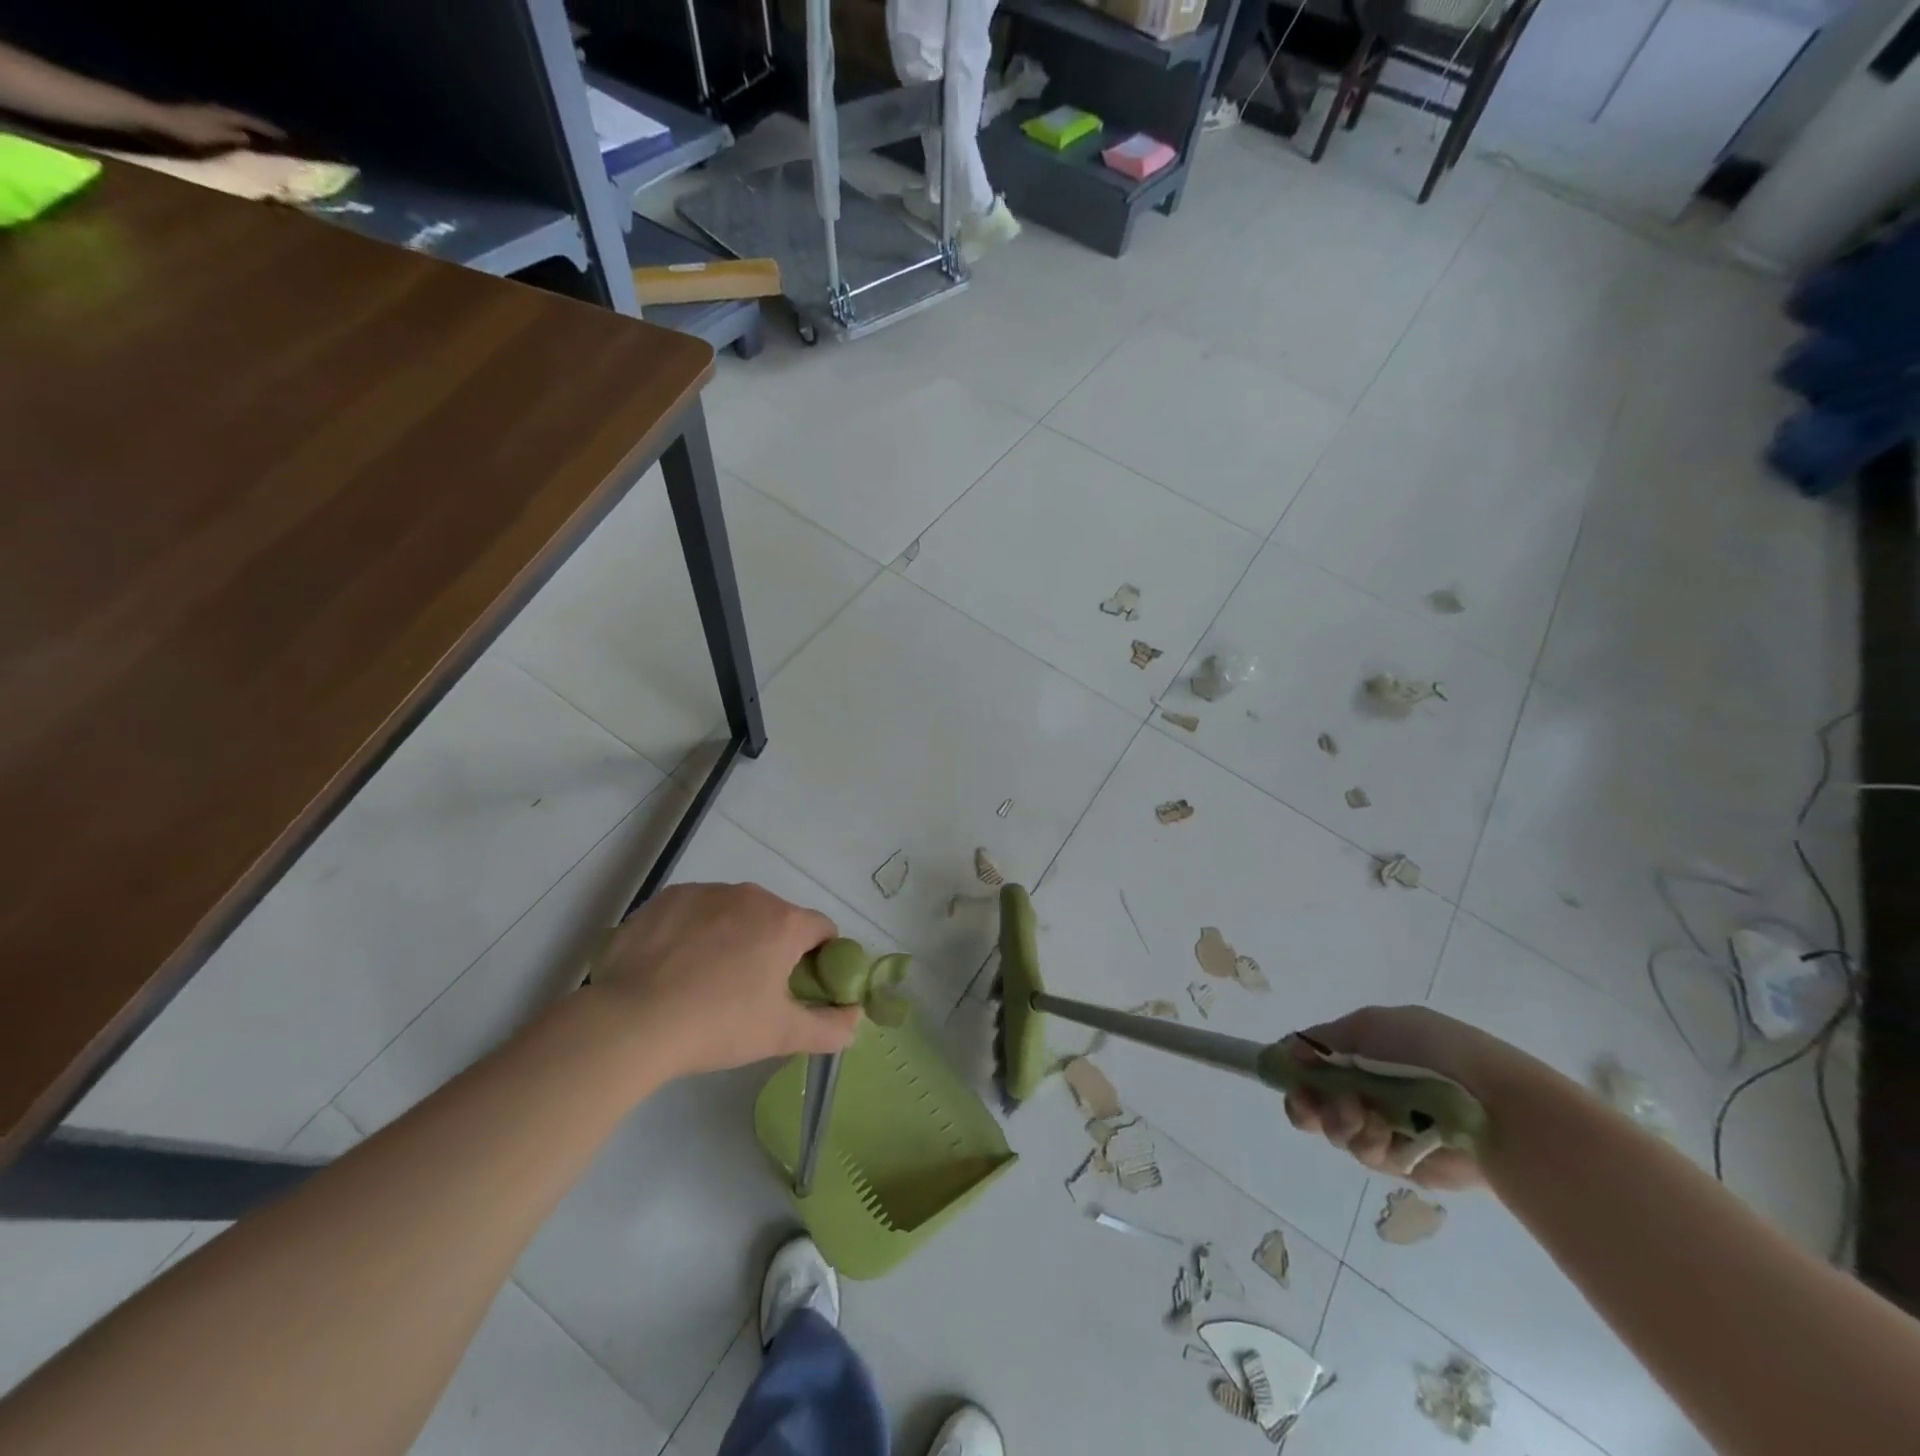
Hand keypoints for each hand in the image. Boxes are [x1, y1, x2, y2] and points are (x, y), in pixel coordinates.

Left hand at [143, 102, 284, 149]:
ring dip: (249, 128)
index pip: (253, 123)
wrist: (153, 121)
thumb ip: (234, 137)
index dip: (270, 130)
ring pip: (235, 120)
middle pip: (245, 119)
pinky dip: (238, 129)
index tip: (287, 137)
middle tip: (279, 137)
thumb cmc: (187, 132)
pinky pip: (227, 124)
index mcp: (225, 116)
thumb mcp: (215, 138)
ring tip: (263, 137)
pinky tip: (241, 135)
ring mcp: (207, 114)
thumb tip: (250, 139)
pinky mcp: (200, 119)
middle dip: (261, 128)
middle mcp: (218, 111)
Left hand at [588, 882, 860, 1078]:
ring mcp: (707, 892)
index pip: (823, 929)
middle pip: (778, 918)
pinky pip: (697, 909)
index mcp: (785, 923)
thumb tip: (856, 1019)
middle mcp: (752, 895)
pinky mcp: (668, 897)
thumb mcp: (781, 1035)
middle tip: (750, 990)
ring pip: (736, 911)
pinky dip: (696, 930)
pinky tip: (675, 965)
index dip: (819, 958)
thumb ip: (830, 1027)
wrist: (631, 1022)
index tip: (799, 987)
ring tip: (706, 979)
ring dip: (734, 935)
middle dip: (773, 947)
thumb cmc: (717, 1025)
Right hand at [1282, 1005, 1535, 1190]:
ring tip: (1361, 1117)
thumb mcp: (1371, 1026)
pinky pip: (1368, 1155)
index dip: (1296, 1071)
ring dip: (1340, 1123)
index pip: (1315, 1063)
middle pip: (1317, 1102)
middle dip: (1308, 1104)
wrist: (1494, 1105)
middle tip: (1310, 1105)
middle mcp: (1370, 1088)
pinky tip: (1385, 1137)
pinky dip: (1370, 1145)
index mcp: (1365, 1052)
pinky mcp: (1405, 1162)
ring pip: (1337, 1131)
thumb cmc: (1432, 1052)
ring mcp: (1387, 1126)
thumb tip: (1291, 1052)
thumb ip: (1324, 1039)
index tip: (1289, 1078)